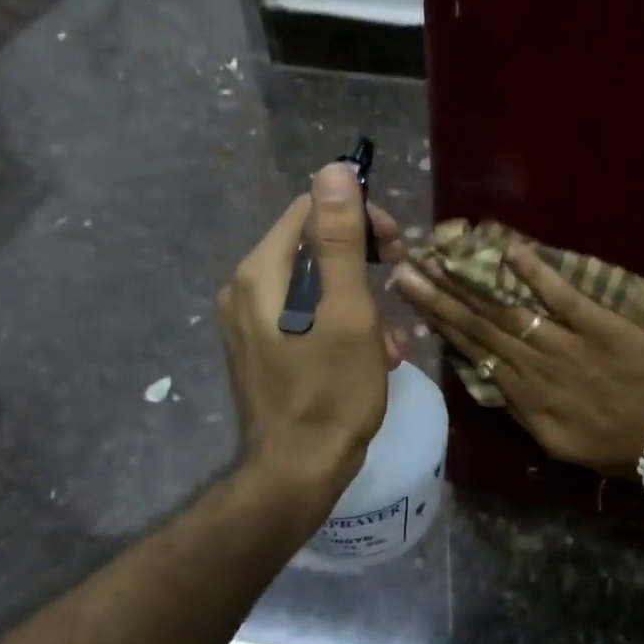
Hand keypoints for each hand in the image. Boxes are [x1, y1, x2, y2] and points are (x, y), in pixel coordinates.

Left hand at [219, 166, 408, 504]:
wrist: (295, 474)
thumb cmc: (330, 391)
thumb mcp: (347, 310)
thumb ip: (340, 239)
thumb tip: (334, 169)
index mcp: (262, 272)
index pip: (311, 210)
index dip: (359, 216)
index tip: (394, 245)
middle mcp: (246, 287)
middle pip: (312, 244)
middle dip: (362, 259)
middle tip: (397, 275)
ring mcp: (250, 319)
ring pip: (315, 281)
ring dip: (359, 296)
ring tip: (389, 336)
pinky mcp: (262, 345)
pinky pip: (307, 311)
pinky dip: (342, 320)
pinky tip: (371, 353)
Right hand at [395, 244, 643, 477]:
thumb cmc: (621, 446)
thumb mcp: (562, 443)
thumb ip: (527, 411)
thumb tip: (496, 379)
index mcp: (527, 399)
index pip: (476, 356)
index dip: (444, 328)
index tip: (416, 303)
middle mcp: (536, 370)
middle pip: (480, 329)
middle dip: (440, 300)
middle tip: (406, 272)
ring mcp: (566, 345)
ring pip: (508, 313)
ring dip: (469, 286)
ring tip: (438, 262)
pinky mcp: (599, 325)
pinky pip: (562, 297)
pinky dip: (536, 274)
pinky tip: (510, 250)